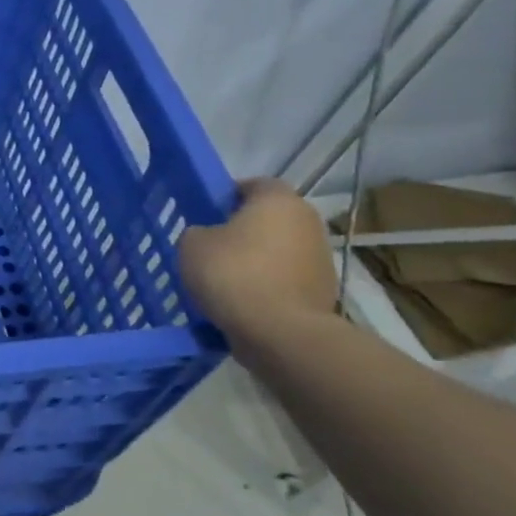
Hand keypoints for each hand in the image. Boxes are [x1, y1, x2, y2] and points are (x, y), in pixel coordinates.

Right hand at [177, 179, 338, 340]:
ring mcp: (321, 258)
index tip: (206, 213)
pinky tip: (242, 302)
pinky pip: (285, 279)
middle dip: (244, 229)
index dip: (228, 196)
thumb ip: (199, 232)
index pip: (254, 184)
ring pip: (279, 250)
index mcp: (278, 200)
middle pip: (271, 218)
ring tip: (225, 280)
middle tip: (212, 246)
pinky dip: (268, 285)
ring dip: (258, 259)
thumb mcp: (191, 244)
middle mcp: (307, 222)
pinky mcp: (324, 291)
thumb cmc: (232, 273)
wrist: (279, 331)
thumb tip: (210, 238)